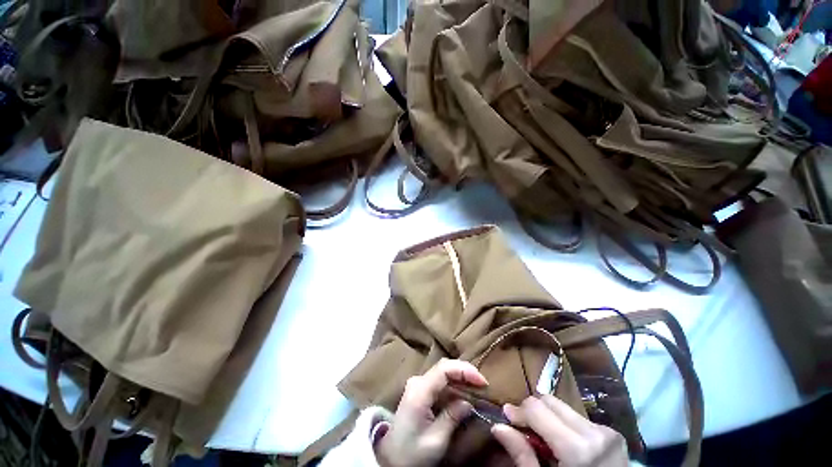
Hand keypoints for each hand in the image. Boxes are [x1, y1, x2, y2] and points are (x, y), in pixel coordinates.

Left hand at [376, 358, 488, 466]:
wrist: (390, 458)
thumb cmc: (411, 452)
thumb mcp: (435, 441)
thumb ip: (452, 418)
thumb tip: (468, 402)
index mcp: (419, 390)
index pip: (444, 368)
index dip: (464, 370)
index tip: (482, 381)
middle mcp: (418, 381)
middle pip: (444, 367)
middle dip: (465, 372)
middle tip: (483, 384)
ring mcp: (418, 385)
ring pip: (443, 372)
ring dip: (461, 378)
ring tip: (478, 387)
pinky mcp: (420, 391)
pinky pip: (440, 381)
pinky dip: (454, 385)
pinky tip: (465, 392)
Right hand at [492, 395, 627, 466]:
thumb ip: (523, 456)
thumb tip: (498, 427)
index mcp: (578, 449)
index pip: (536, 408)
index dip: (518, 411)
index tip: (508, 419)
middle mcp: (595, 432)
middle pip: (549, 401)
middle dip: (533, 411)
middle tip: (525, 429)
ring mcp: (607, 432)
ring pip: (563, 407)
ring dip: (549, 417)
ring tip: (545, 438)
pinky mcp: (613, 433)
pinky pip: (578, 417)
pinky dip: (564, 424)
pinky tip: (565, 444)